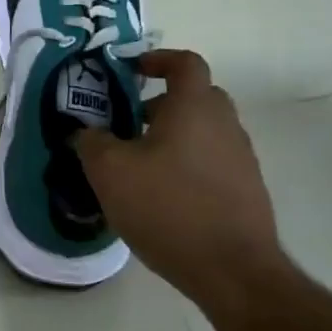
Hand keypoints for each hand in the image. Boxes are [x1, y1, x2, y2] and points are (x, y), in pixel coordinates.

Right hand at [74, 50, 288, 306]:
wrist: (234, 271)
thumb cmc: (168, 207)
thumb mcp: (110, 172)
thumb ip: (91, 142)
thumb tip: (84, 132)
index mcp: (195, 107)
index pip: (185, 63)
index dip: (158, 59)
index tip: (133, 70)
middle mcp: (225, 124)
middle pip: (197, 97)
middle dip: (162, 102)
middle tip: (130, 122)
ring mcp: (242, 158)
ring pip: (205, 131)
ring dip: (175, 136)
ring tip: (141, 164)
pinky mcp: (247, 191)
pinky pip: (214, 161)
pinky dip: (189, 164)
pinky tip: (164, 195)